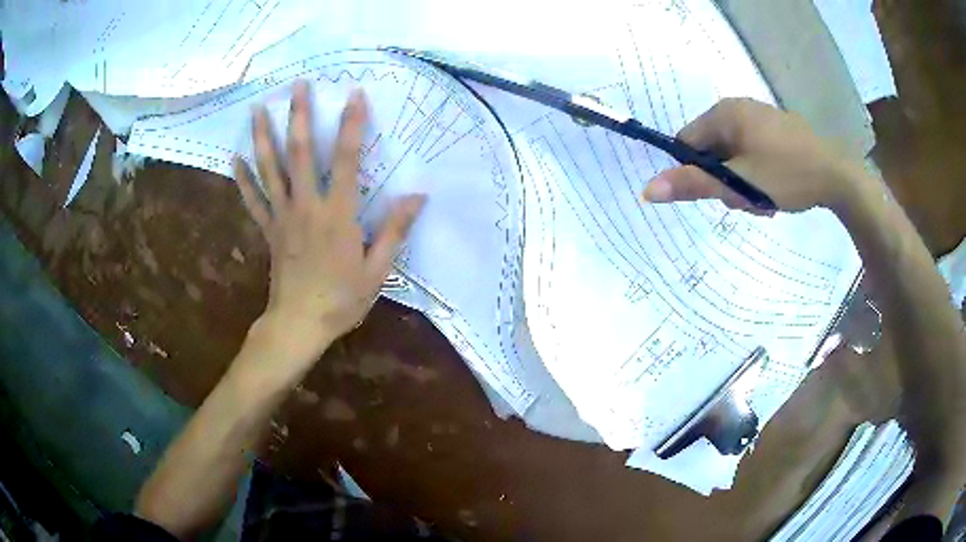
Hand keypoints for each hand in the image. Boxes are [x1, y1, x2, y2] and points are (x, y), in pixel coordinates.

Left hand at [235, 81, 425, 365]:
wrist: (299, 325)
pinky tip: (234, 157)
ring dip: (264, 136)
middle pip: (300, 153)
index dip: (351, 125)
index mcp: (337, 214)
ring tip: (257, 108)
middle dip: (299, 116)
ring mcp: (282, 216)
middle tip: (297, 85)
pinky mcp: (268, 229)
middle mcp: (307, 206)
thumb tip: (418, 196)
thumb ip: (395, 230)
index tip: (354, 95)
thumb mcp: (377, 270)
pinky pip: (253, 199)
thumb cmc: (341, 300)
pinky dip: (243, 178)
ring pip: (270, 169)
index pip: (346, 160)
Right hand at [642, 98, 867, 213]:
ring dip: (743, 182)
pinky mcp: (777, 130)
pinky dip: (757, 174)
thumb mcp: (739, 183)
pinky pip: (753, 153)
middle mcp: (739, 108)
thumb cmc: (787, 174)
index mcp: (725, 112)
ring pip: (734, 155)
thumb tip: (646, 190)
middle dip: (725, 181)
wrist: (838, 176)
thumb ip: (694, 185)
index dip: (696, 172)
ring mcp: (761, 118)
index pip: (688, 142)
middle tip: (748, 200)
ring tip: (765, 199)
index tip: (720, 194)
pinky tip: (775, 189)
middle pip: (712, 150)